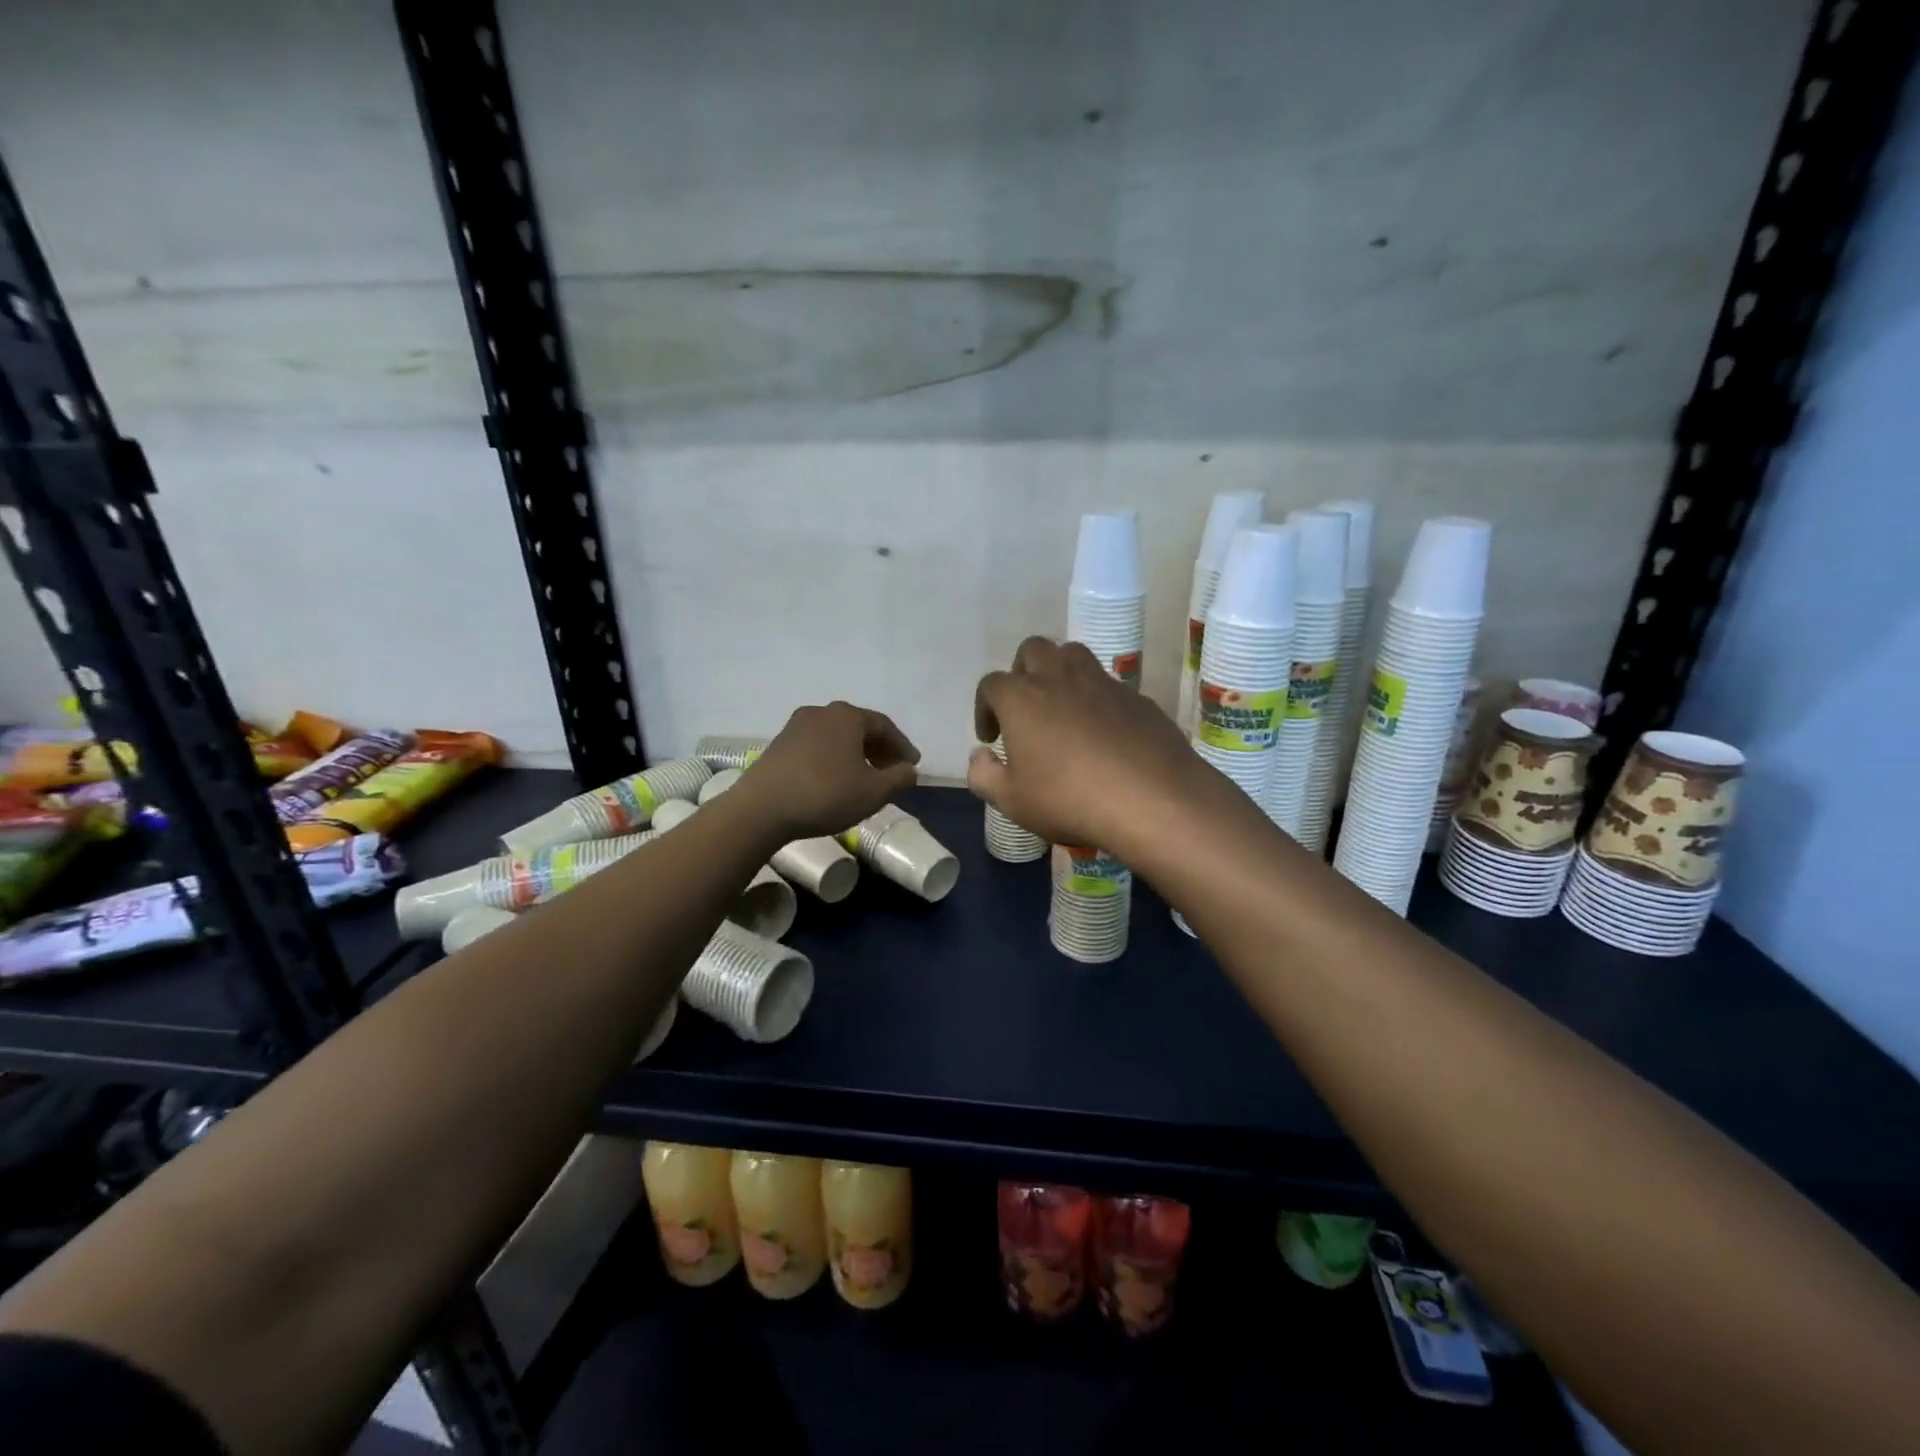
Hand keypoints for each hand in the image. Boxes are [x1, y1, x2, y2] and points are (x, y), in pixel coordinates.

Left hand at [736, 701, 920, 840]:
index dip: (902, 746)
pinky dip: (833, 759)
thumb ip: (899, 779)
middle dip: (879, 749)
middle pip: (859, 728)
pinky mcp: (778, 745)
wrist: (761, 809)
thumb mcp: (874, 792)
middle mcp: (821, 712)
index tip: (913, 765)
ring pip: (836, 737)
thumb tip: (909, 771)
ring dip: (855, 755)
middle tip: (892, 771)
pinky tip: (835, 781)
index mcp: (847, 715)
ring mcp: (795, 727)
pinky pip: (817, 747)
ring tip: (864, 778)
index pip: (884, 726)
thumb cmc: (825, 794)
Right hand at [968, 638, 1242, 857]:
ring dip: (1060, 672)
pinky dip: (1097, 699)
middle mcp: (1060, 677)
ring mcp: (1103, 683)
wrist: (1152, 800)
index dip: (985, 707)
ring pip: (1074, 654)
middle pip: (1033, 650)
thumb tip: (980, 755)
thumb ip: (983, 775)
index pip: (991, 684)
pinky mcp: (1137, 697)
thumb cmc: (1069, 799)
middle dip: (1022, 673)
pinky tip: (1103, 734)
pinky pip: (1109, 685)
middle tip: (1025, 709)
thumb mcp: (1011, 801)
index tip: (992, 737)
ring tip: (1062, 709)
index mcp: (1022, 697)